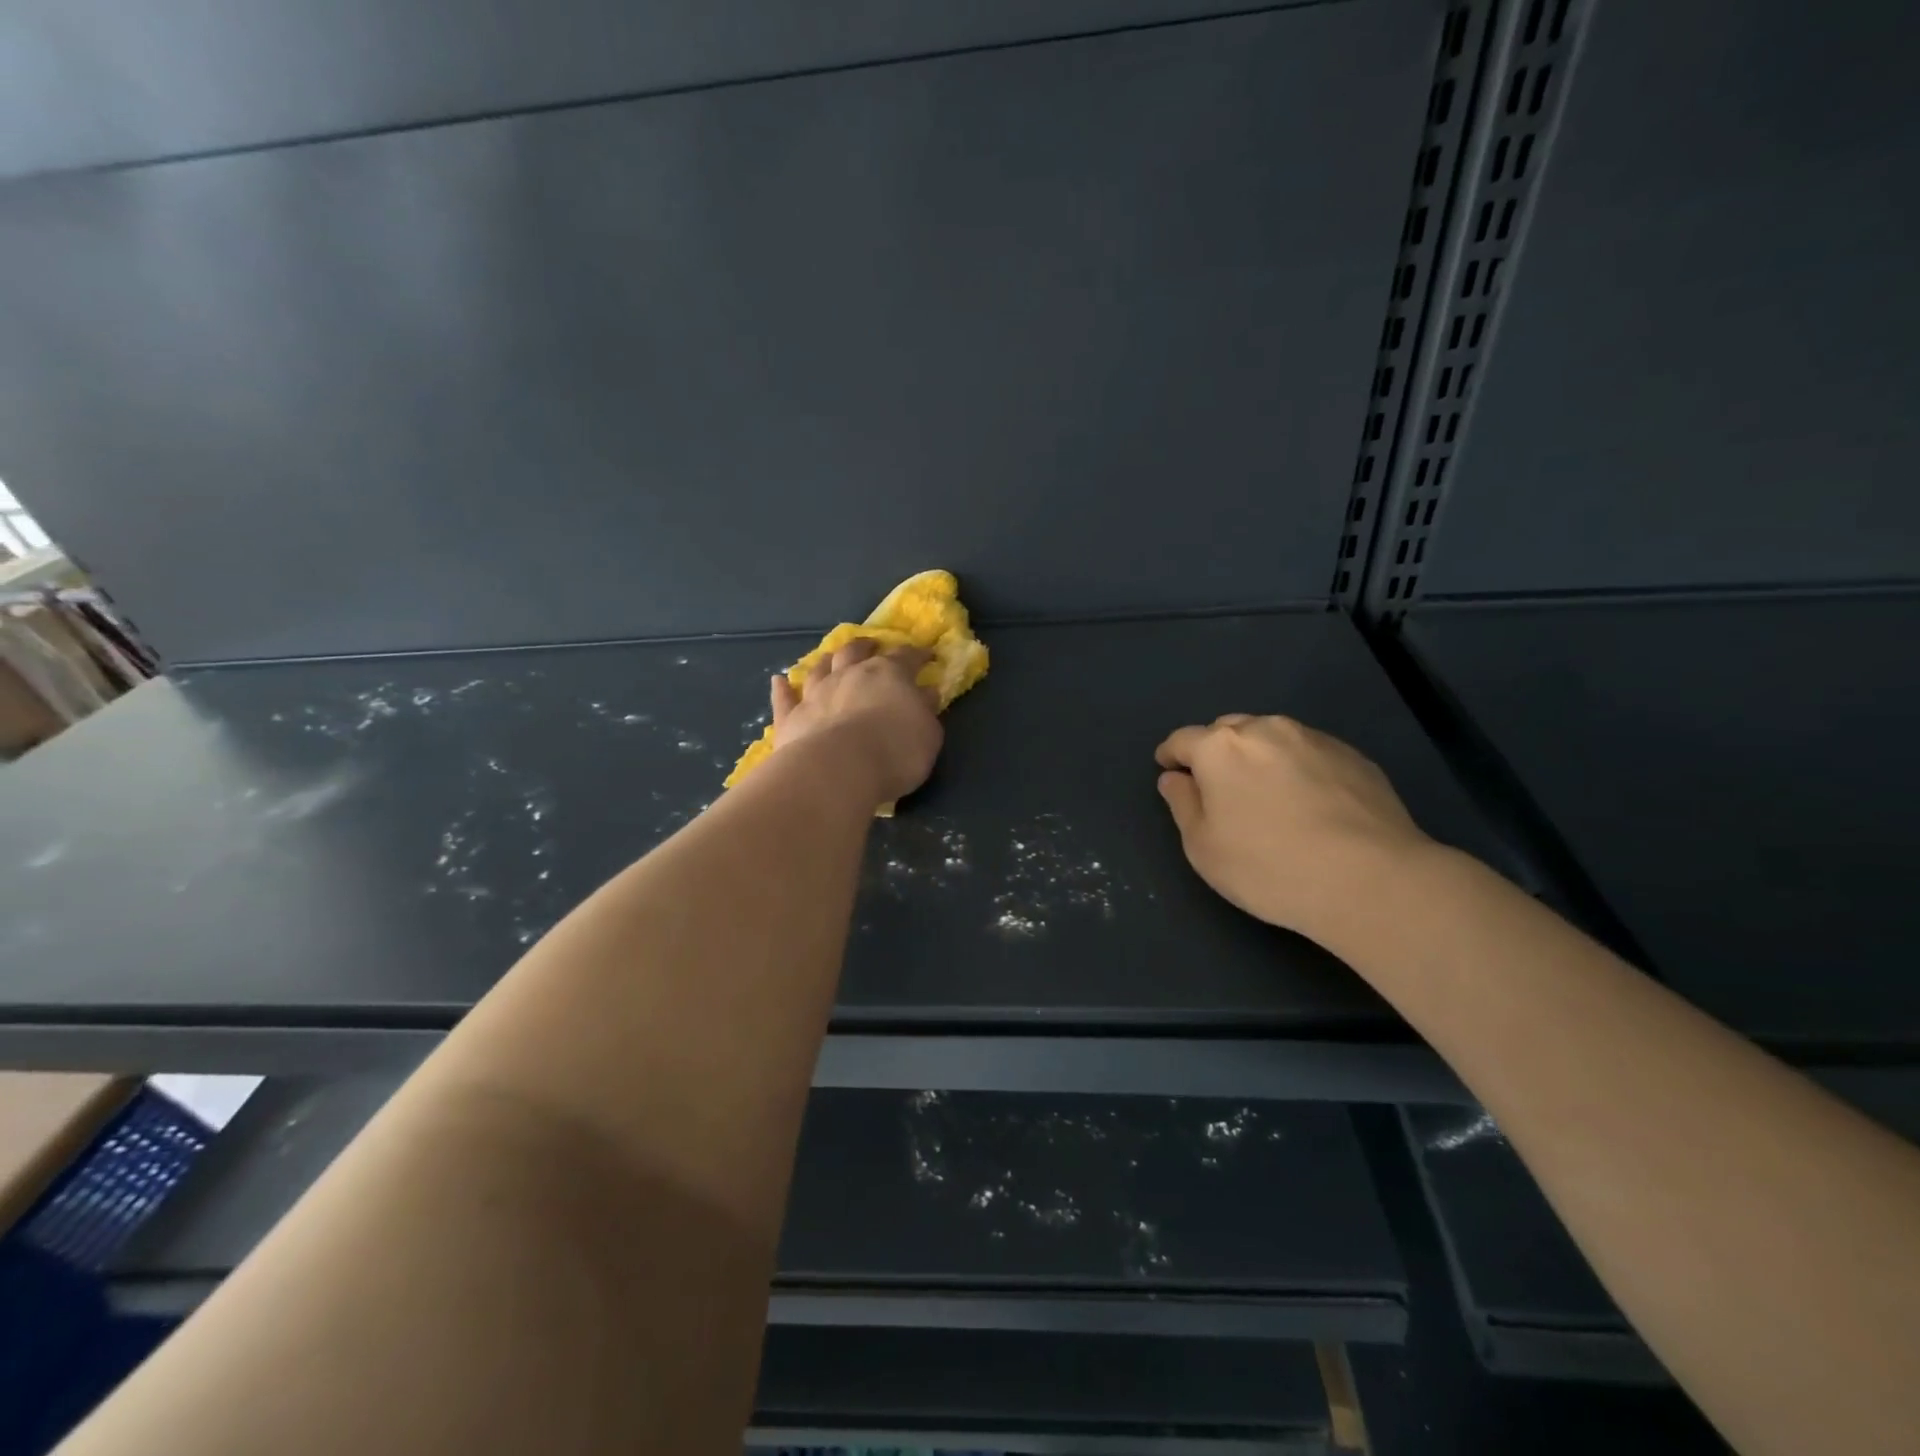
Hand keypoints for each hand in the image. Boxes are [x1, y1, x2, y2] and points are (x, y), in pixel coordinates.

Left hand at [771, 640, 942, 806]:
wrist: (838, 770)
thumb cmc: (895, 752)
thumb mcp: (927, 733)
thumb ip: (925, 711)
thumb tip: (925, 692)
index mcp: (888, 674)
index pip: (906, 657)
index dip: (917, 654)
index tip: (927, 655)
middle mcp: (849, 675)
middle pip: (856, 652)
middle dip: (866, 646)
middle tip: (872, 645)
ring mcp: (816, 694)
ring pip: (820, 669)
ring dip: (827, 661)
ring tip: (831, 657)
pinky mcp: (791, 718)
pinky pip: (785, 699)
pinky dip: (782, 689)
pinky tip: (778, 681)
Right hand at [1154, 714, 1434, 940]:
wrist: (1370, 880)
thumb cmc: (1268, 866)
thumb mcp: (1203, 847)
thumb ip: (1182, 804)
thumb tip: (1175, 779)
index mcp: (1220, 747)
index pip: (1182, 740)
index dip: (1171, 755)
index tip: (1169, 770)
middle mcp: (1265, 729)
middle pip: (1228, 730)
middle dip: (1216, 751)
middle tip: (1218, 786)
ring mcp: (1314, 739)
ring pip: (1272, 737)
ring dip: (1258, 756)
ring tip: (1266, 793)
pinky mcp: (1353, 756)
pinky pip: (1309, 753)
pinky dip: (1297, 768)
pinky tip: (1308, 803)